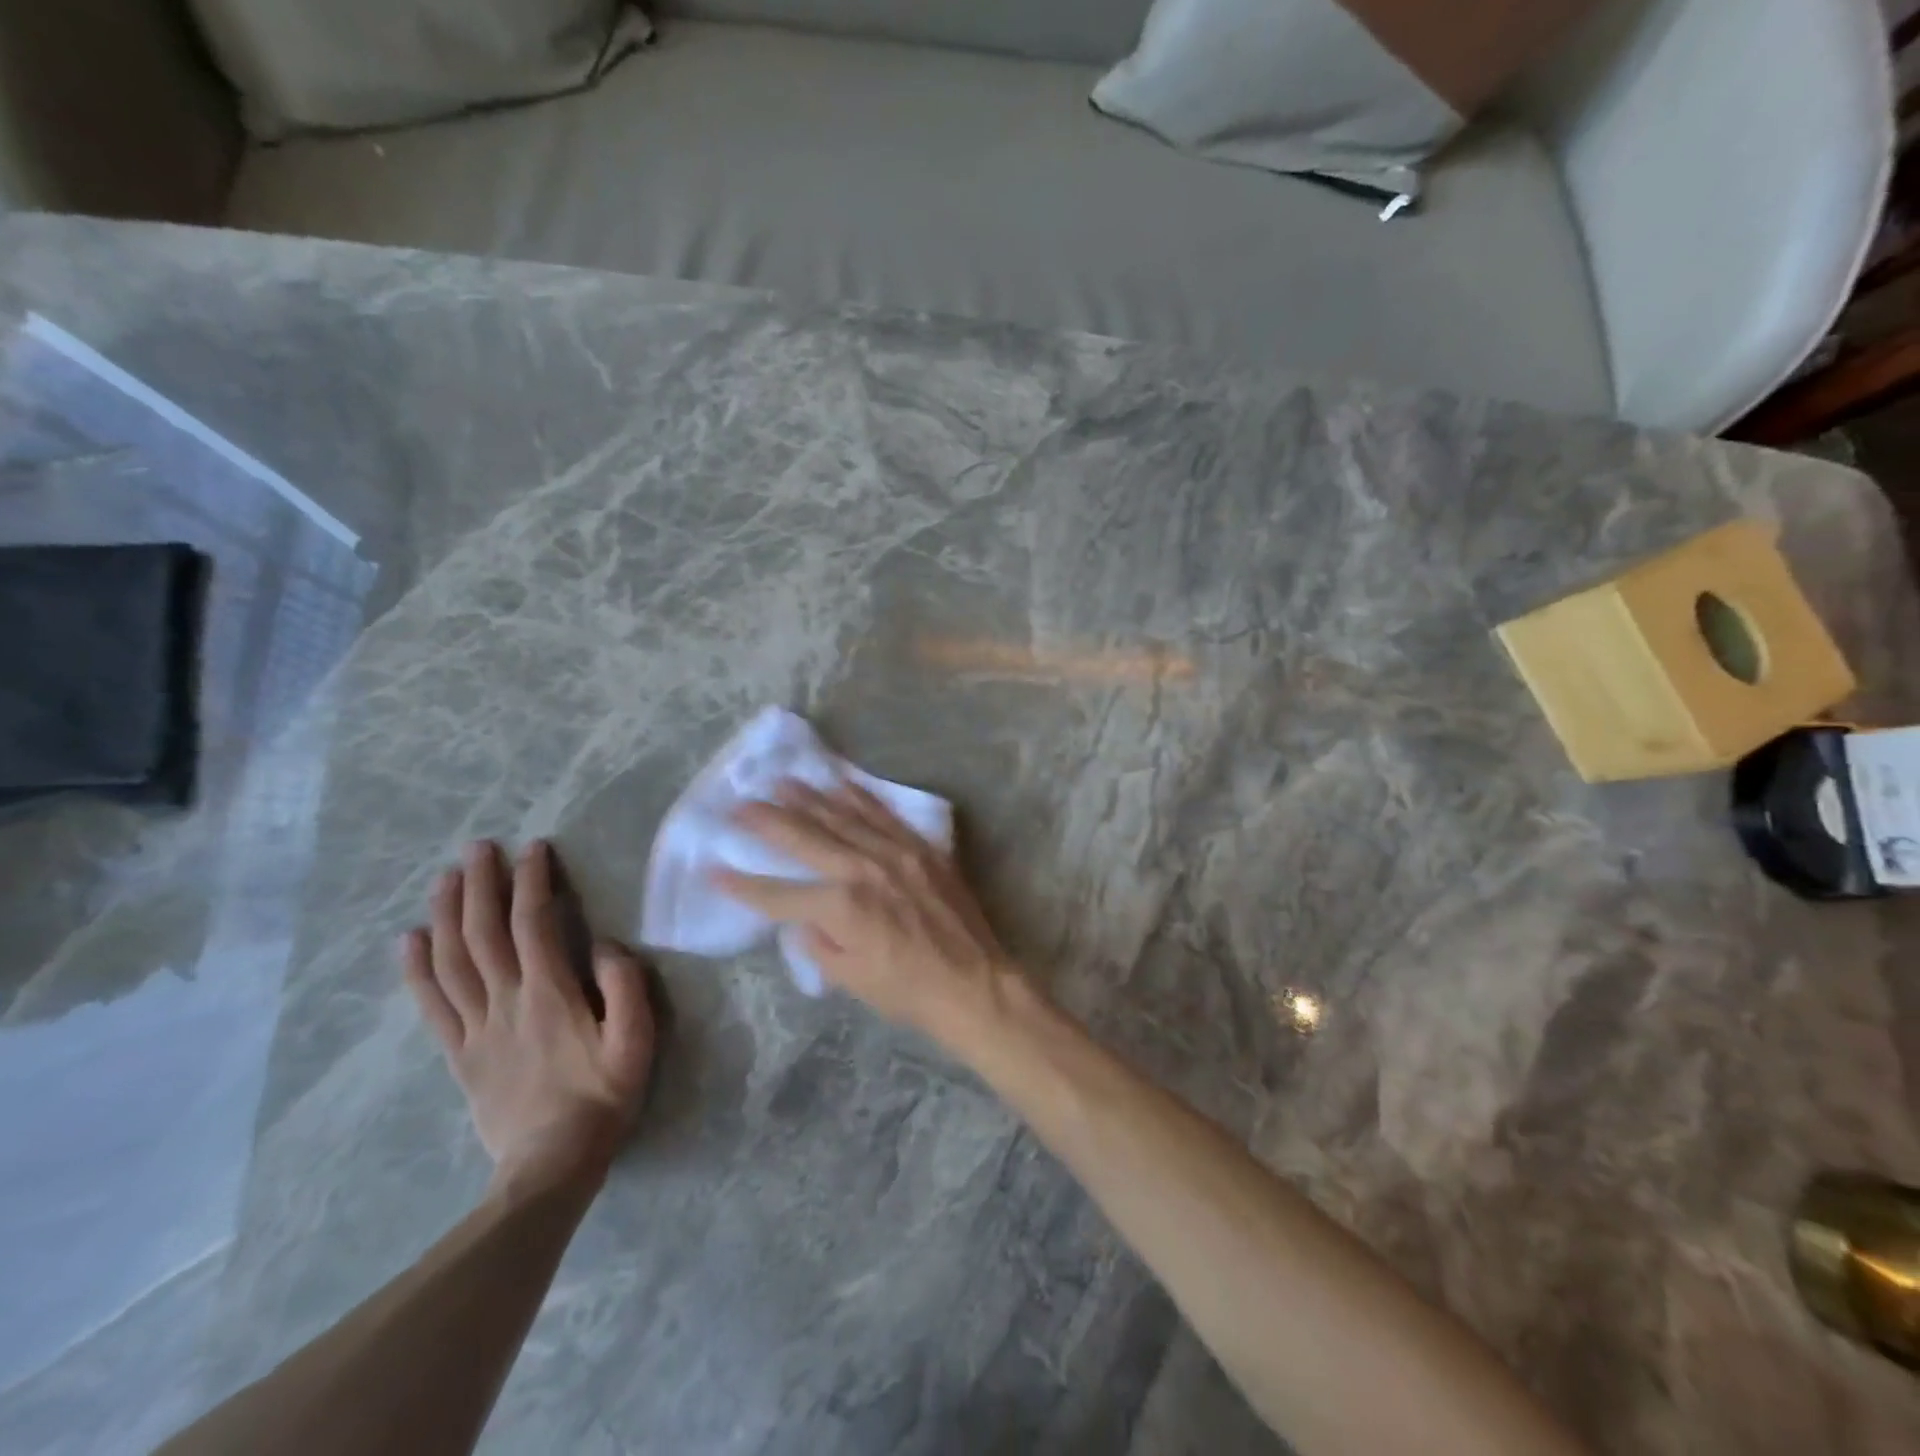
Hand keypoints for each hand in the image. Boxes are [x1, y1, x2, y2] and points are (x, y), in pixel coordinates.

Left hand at [402, 839, 655, 1196]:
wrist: (551, 1167)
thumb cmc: (602, 1098)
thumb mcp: (636, 1042)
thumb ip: (625, 988)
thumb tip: (605, 944)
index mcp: (550, 995)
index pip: (534, 925)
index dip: (532, 883)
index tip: (533, 849)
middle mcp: (506, 1002)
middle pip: (484, 934)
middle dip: (480, 885)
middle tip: (478, 848)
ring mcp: (476, 1028)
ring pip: (452, 961)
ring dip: (446, 914)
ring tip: (445, 878)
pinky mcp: (459, 1054)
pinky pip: (432, 1005)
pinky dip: (417, 969)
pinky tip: (410, 940)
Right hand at [715, 780, 1019, 1045]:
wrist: (973, 981)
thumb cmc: (908, 990)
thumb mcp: (850, 978)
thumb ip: (817, 942)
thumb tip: (800, 917)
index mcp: (841, 907)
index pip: (778, 893)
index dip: (742, 884)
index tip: (713, 869)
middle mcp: (864, 869)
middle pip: (806, 838)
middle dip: (767, 821)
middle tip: (739, 804)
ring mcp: (895, 852)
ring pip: (843, 816)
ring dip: (809, 797)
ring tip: (782, 782)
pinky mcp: (921, 847)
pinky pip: (884, 814)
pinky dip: (859, 797)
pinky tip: (840, 783)